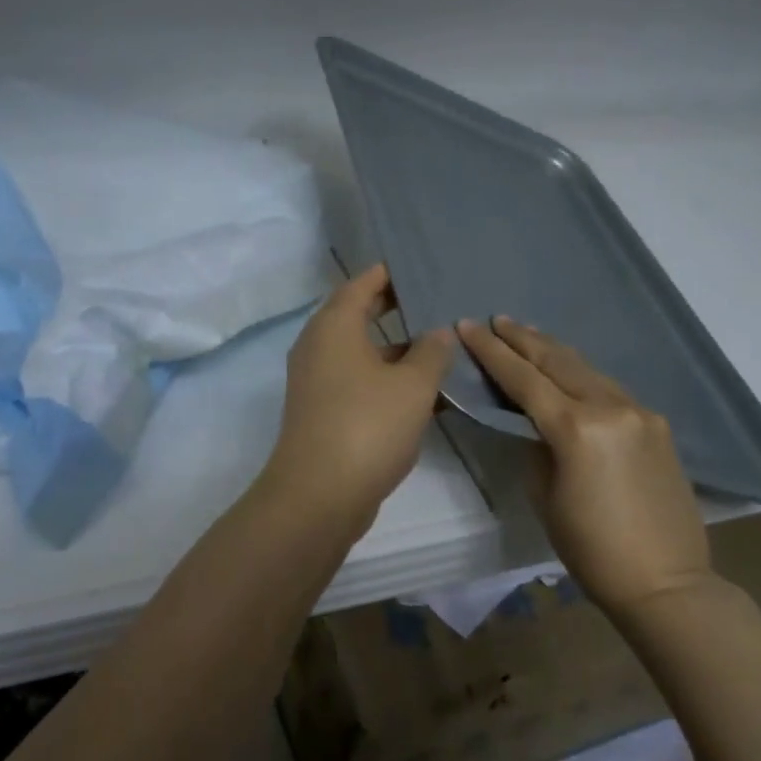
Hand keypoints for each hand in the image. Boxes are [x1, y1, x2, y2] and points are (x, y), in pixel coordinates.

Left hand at [259, 264, 455, 531]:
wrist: (319, 494)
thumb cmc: (367, 425)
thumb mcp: (412, 385)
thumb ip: (432, 351)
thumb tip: (439, 331)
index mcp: (334, 325)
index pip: (363, 283)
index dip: (392, 273)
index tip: (423, 267)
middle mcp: (319, 345)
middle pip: (360, 314)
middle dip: (398, 308)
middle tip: (439, 301)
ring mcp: (317, 379)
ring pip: (362, 351)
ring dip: (398, 348)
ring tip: (443, 344)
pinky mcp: (323, 409)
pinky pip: (359, 380)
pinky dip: (388, 378)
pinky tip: (426, 391)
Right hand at [458, 316, 710, 614]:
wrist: (668, 583)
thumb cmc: (591, 548)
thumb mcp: (545, 495)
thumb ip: (536, 445)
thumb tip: (535, 422)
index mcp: (575, 428)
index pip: (523, 377)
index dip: (491, 351)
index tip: (467, 326)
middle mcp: (610, 408)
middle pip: (557, 360)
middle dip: (522, 338)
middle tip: (496, 320)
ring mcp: (639, 412)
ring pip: (586, 367)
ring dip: (552, 350)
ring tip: (526, 333)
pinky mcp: (657, 425)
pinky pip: (609, 387)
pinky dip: (580, 372)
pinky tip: (567, 369)